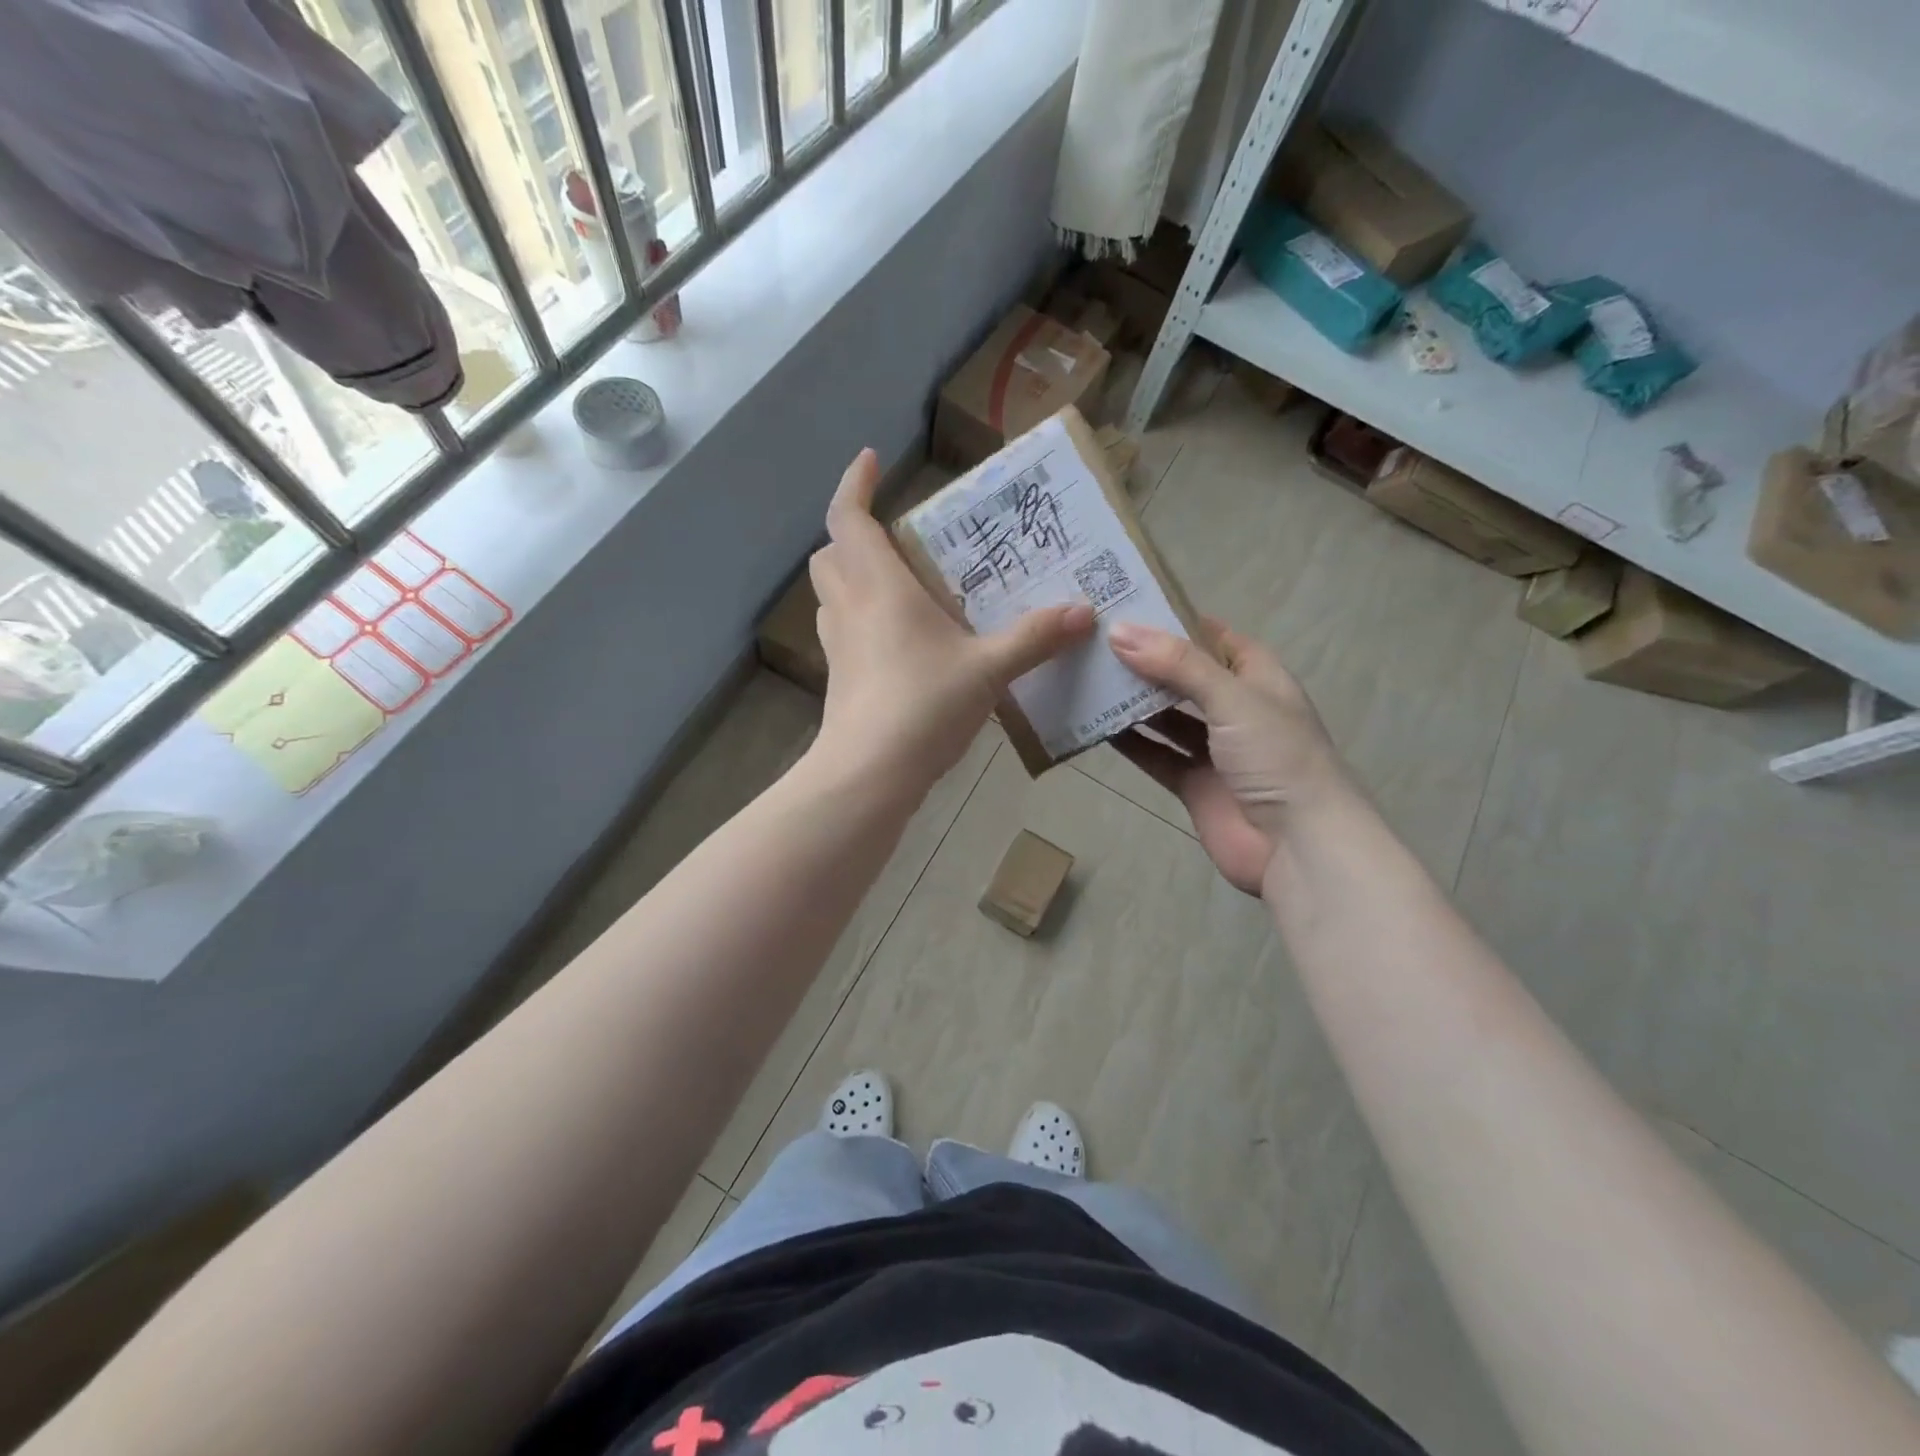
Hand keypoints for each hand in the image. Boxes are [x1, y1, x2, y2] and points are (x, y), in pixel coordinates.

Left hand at [808, 449, 1093, 793]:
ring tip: (899, 585)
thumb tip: (1083, 612)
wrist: (869, 773)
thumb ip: (1035, 639)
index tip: (870, 459)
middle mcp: (850, 608)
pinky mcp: (840, 680)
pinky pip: (843, 632)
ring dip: (854, 577)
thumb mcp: (988, 669)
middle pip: (831, 554)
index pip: (849, 518)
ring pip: (832, 594)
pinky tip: (898, 641)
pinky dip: (860, 620)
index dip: (855, 484)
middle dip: (852, 534)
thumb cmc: (924, 705)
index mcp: (880, 587)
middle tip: (895, 537)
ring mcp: (838, 646)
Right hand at [1107, 618, 1348, 895]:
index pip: (1214, 638)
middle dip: (1146, 662)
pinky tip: (1097, 726)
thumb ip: (1177, 664)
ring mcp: (1214, 750)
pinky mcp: (1194, 785)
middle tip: (1095, 642)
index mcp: (1258, 679)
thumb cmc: (1277, 757)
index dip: (1176, 621)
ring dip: (1134, 702)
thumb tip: (1119, 632)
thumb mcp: (1232, 698)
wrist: (1297, 846)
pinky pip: (1156, 756)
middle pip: (1184, 677)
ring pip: (1166, 717)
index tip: (1128, 608)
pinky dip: (1131, 743)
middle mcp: (1236, 710)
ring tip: (1089, 678)